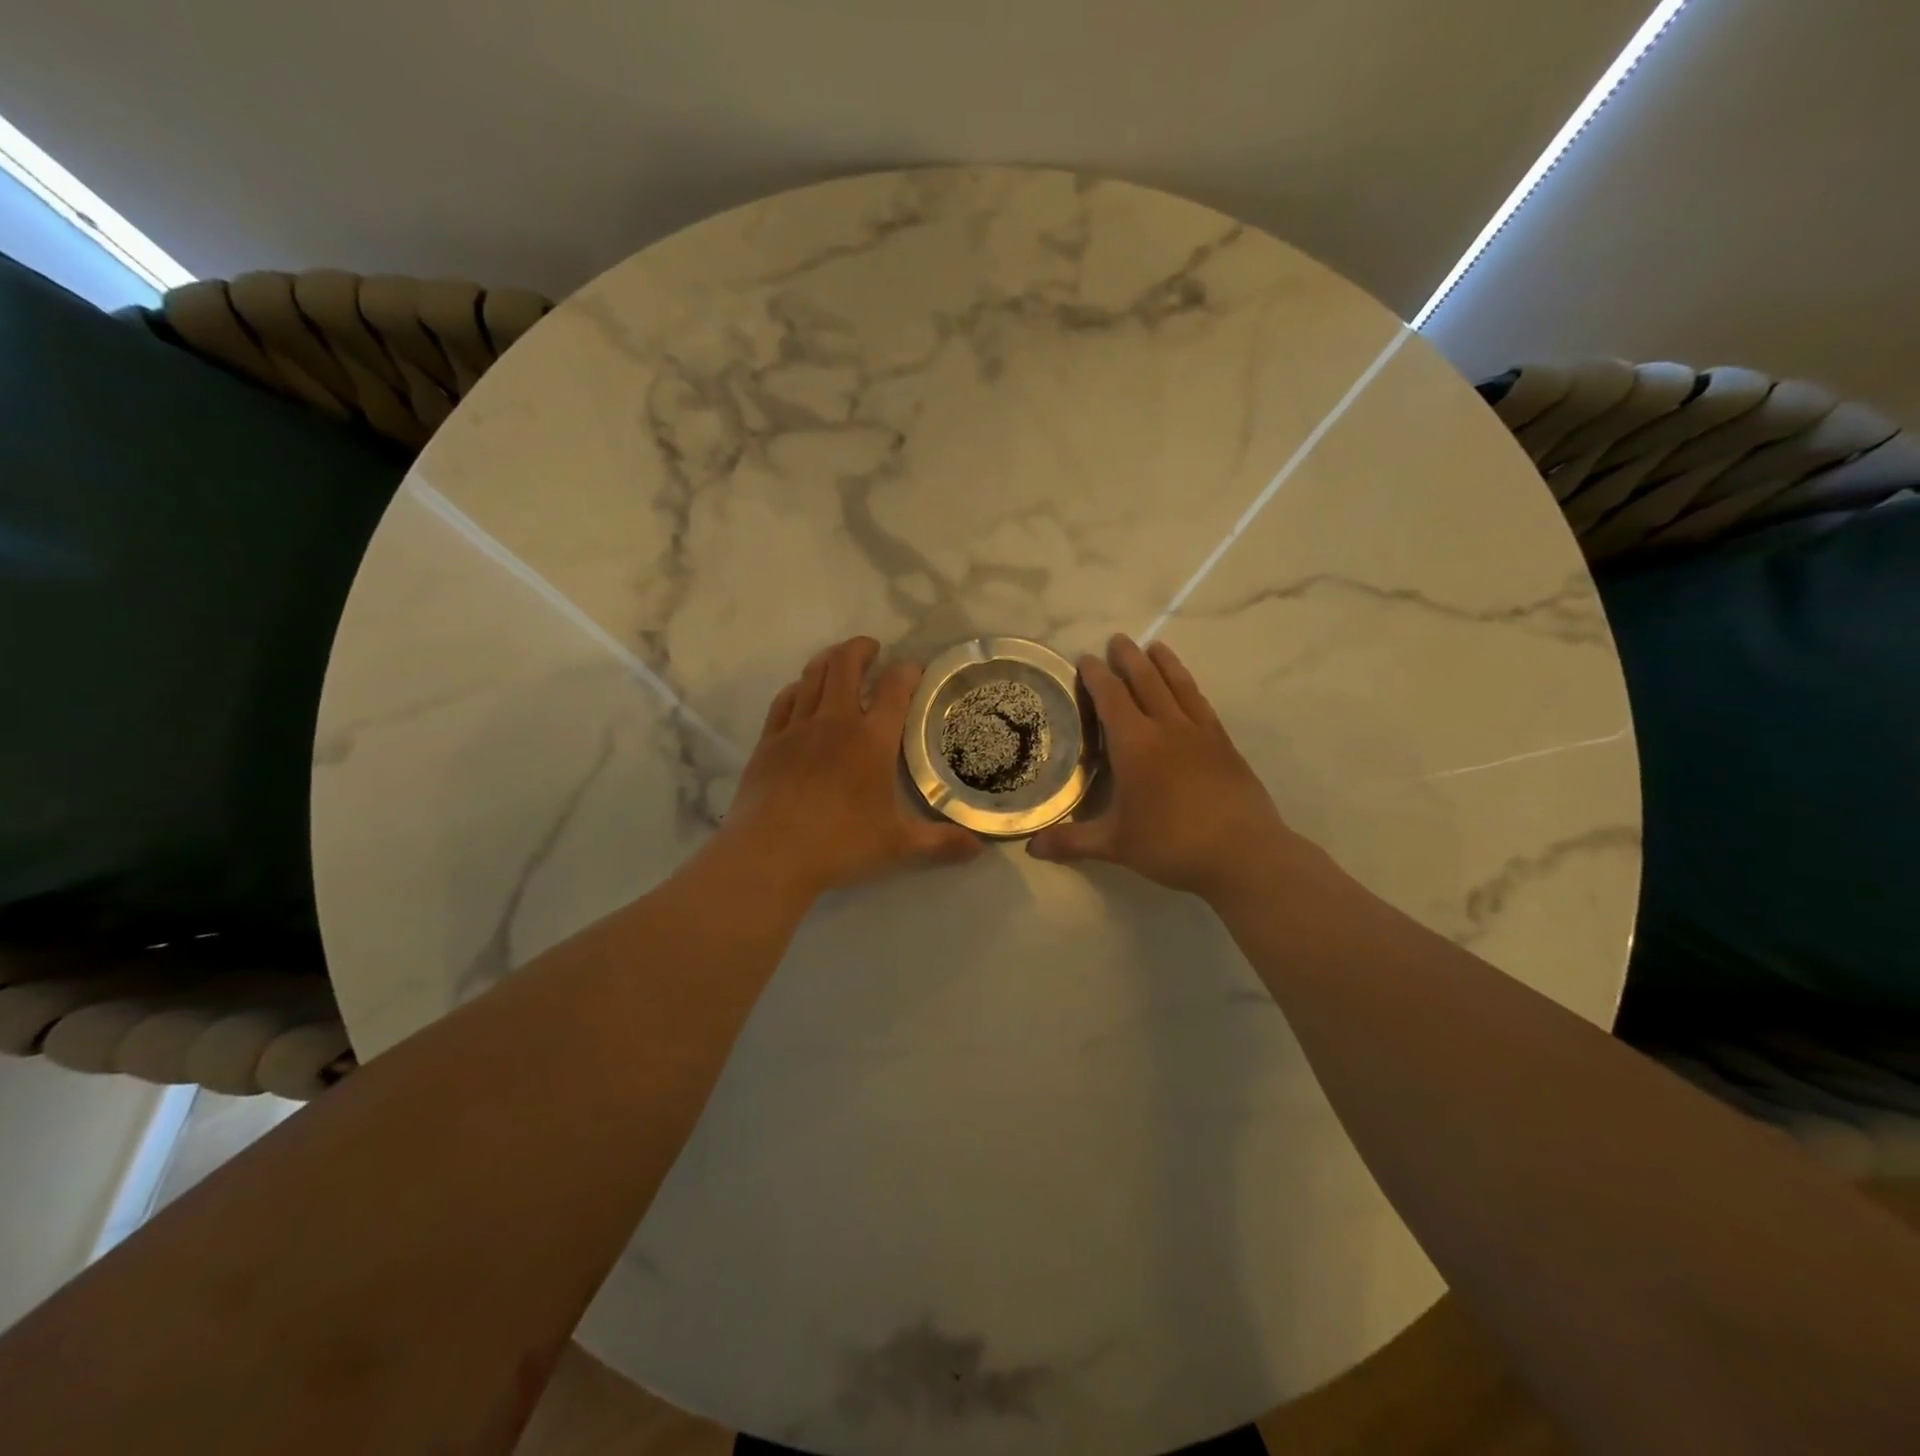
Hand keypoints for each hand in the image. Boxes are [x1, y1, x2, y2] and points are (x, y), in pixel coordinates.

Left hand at [717, 637, 981, 899]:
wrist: (769, 855)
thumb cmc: (840, 845)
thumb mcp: (898, 847)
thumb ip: (940, 843)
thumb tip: (980, 848)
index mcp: (871, 740)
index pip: (894, 689)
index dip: (907, 671)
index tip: (914, 668)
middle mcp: (834, 723)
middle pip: (845, 665)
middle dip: (861, 649)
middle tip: (873, 649)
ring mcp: (796, 729)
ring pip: (812, 676)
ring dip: (829, 659)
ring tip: (839, 658)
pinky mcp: (768, 742)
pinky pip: (783, 701)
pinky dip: (797, 688)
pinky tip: (800, 691)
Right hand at [1028, 635, 1307, 902]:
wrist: (1243, 853)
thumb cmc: (1171, 844)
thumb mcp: (1115, 845)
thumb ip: (1072, 842)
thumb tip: (1031, 847)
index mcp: (1135, 744)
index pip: (1110, 697)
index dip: (1096, 676)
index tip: (1086, 658)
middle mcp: (1167, 728)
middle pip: (1146, 680)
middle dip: (1128, 658)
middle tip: (1118, 639)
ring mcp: (1200, 733)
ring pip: (1178, 686)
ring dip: (1164, 663)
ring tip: (1155, 646)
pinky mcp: (1225, 745)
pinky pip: (1202, 704)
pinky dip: (1190, 688)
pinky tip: (1188, 689)